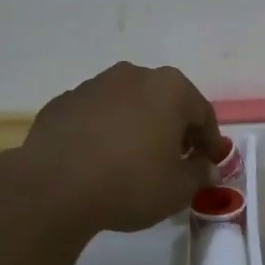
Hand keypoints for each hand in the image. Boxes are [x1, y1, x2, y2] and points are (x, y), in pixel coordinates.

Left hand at [14, 63, 225, 234]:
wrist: (54, 187)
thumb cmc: (130, 183)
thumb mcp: (177, 189)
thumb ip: (199, 174)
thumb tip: (206, 167)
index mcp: (170, 88)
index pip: (202, 113)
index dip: (209, 140)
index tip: (210, 163)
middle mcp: (134, 75)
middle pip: (165, 101)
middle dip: (173, 128)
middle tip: (174, 160)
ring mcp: (95, 84)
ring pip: (128, 104)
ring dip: (136, 125)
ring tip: (133, 160)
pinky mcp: (64, 101)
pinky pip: (95, 115)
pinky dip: (103, 131)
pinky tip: (98, 159)